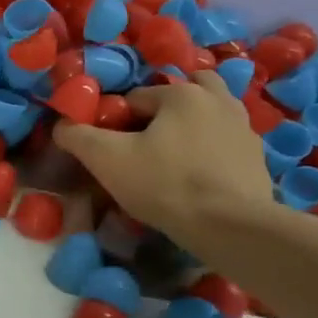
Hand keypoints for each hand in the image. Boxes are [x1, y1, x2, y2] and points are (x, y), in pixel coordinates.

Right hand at [53, 74, 273, 247]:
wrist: (230, 226)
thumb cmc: (165, 184)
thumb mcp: (107, 160)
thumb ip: (78, 137)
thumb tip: (61, 125)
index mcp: (182, 94)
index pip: (136, 98)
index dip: (119, 122)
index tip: (113, 150)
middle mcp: (218, 100)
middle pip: (184, 92)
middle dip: (165, 110)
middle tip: (149, 141)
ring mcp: (244, 128)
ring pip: (211, 113)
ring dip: (192, 124)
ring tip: (174, 153)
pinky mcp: (257, 158)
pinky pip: (226, 141)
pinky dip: (212, 149)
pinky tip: (199, 174)